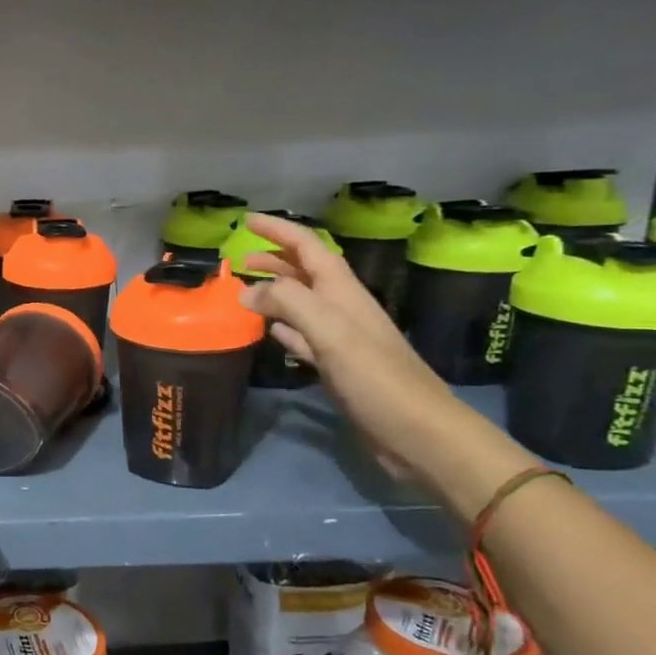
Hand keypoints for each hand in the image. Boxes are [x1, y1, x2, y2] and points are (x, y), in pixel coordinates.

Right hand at [234, 213, 471, 485]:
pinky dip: (282, 328)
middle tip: (238, 259)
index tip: (247, 220)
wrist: (418, 434)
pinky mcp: (336, 367)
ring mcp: (340, 340)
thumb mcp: (332, 333)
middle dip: (274, 260)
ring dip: (274, 292)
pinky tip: (268, 331)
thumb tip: (247, 292)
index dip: (279, 231)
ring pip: (300, 304)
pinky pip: (302, 337)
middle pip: (305, 273)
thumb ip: (289, 303)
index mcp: (343, 294)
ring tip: (243, 290)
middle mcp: (342, 310)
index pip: (309, 248)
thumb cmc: (377, 379)